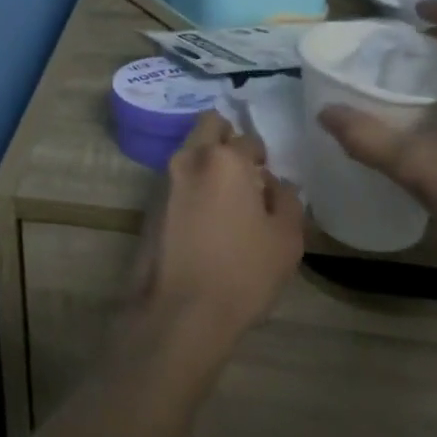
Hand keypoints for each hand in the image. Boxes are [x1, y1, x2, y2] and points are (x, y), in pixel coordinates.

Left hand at [130, 112, 305, 362]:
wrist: (181, 310)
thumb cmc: (242, 272)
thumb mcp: (286, 239)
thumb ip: (286, 200)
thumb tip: (277, 183)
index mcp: (223, 159)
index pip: (248, 139)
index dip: (262, 157)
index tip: (268, 177)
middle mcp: (188, 158)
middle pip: (209, 126)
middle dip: (228, 138)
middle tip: (246, 170)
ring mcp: (163, 178)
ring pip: (189, 150)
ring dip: (208, 160)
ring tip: (229, 197)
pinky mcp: (150, 202)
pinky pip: (177, 177)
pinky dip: (193, 183)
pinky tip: (207, 215)